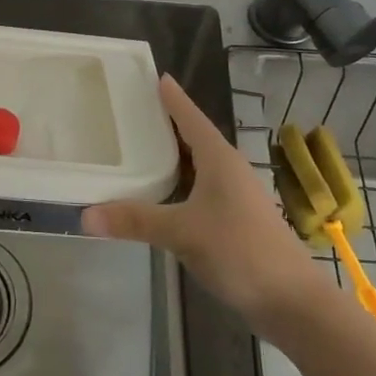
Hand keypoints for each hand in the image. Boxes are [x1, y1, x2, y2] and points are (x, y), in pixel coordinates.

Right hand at [82, 75, 324, 339]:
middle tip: (131, 110)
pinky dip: (178, 183)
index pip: (190, 116)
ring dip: (171, 155)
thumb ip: (135, 220)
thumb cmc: (240, 251)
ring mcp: (234, 195)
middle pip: (192, 136)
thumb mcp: (182, 232)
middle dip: (165, 123)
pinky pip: (200, 188)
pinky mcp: (235, 219)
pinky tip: (160, 194)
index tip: (154, 75)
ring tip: (138, 147)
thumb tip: (84, 215)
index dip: (172, 97)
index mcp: (219, 158)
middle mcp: (228, 169)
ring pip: (197, 164)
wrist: (292, 301)